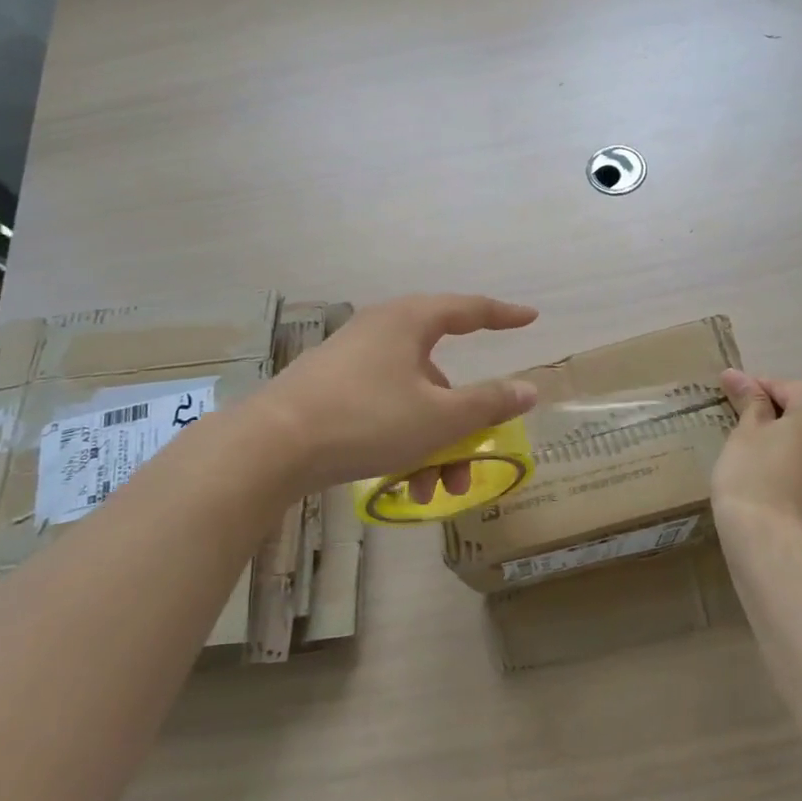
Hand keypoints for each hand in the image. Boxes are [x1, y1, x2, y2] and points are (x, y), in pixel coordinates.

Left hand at [251, 293, 540, 495]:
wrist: (271, 447)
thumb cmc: (366, 419)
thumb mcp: (439, 417)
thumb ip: (488, 403)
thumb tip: (528, 389)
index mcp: (409, 322)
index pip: (468, 309)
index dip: (503, 315)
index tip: (530, 319)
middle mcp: (381, 332)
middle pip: (440, 374)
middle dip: (462, 423)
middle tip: (476, 455)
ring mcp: (351, 363)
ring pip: (412, 400)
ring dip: (432, 445)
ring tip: (434, 491)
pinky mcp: (330, 392)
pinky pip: (383, 411)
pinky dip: (402, 443)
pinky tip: (402, 486)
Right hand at [713, 371, 801, 554]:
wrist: (777, 547)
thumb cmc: (754, 478)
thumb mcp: (744, 434)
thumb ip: (749, 402)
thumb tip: (736, 375)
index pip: (787, 389)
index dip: (756, 393)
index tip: (733, 400)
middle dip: (788, 428)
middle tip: (752, 444)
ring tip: (774, 482)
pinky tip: (793, 509)